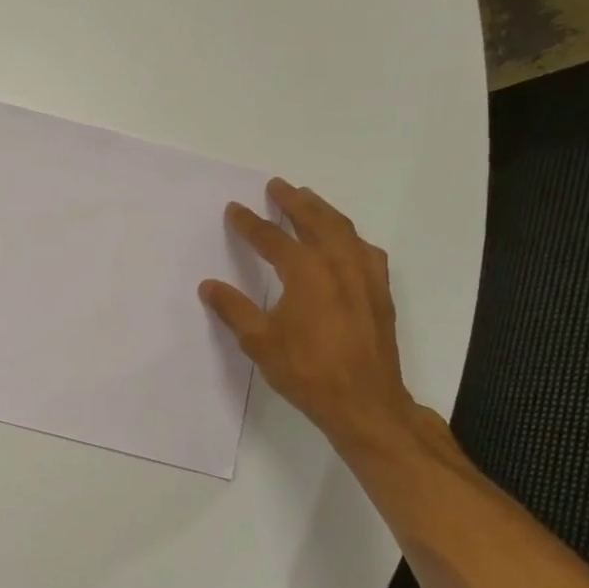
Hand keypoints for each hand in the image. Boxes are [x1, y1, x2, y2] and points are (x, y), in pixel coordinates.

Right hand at [200, 178, 418, 455]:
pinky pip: (364, 249)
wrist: (365, 402)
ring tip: (309, 200)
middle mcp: (339, 264)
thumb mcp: (259, 342)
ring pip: (344, 230)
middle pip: (315, 221)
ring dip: (323, 211)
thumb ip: (233, 309)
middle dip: (293, 202)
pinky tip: (346, 242)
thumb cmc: (306, 371)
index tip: (234, 209)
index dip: (250, 223)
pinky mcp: (379, 291)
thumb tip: (209, 285)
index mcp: (306, 272)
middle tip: (277, 186)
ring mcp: (365, 276)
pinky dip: (349, 236)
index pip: (272, 238)